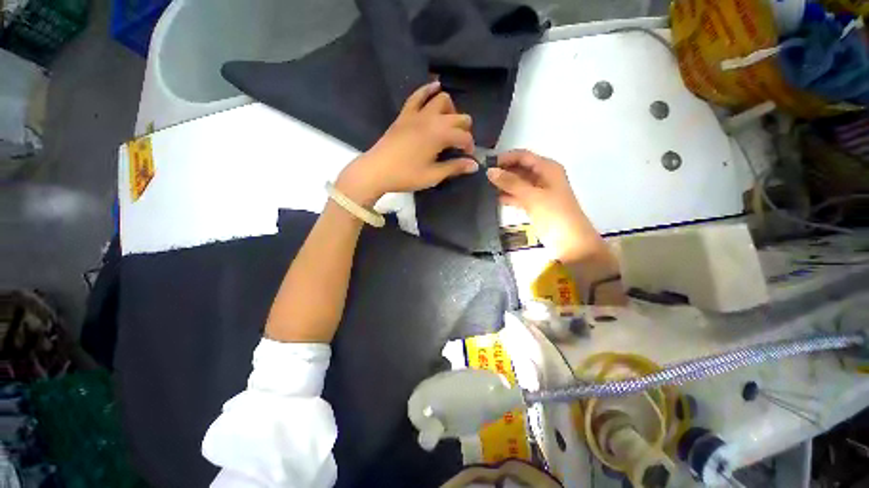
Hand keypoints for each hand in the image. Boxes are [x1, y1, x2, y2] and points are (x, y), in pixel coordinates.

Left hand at [336, 81, 478, 205]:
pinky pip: (418, 95)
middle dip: (464, 130)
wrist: (377, 170)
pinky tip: (436, 87)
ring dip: (451, 110)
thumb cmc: (406, 175)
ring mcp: (417, 114)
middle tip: (460, 145)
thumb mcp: (433, 175)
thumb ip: (455, 168)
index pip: (464, 136)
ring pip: (442, 100)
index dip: (470, 147)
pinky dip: (428, 90)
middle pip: (458, 116)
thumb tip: (475, 165)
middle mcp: (432, 119)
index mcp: (440, 135)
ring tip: (449, 125)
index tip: (468, 158)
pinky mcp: (405, 114)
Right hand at [486, 150, 604, 262]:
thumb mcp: (532, 196)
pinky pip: (518, 196)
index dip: (505, 158)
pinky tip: (492, 199)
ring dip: (503, 184)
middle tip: (481, 177)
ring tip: (483, 187)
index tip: (485, 164)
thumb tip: (490, 171)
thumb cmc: (554, 215)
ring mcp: (538, 192)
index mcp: (547, 168)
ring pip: (517, 183)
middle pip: (519, 168)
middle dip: (502, 171)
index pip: (523, 156)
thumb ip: (511, 183)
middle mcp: (543, 177)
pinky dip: (507, 196)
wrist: (570, 242)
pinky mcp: (534, 205)